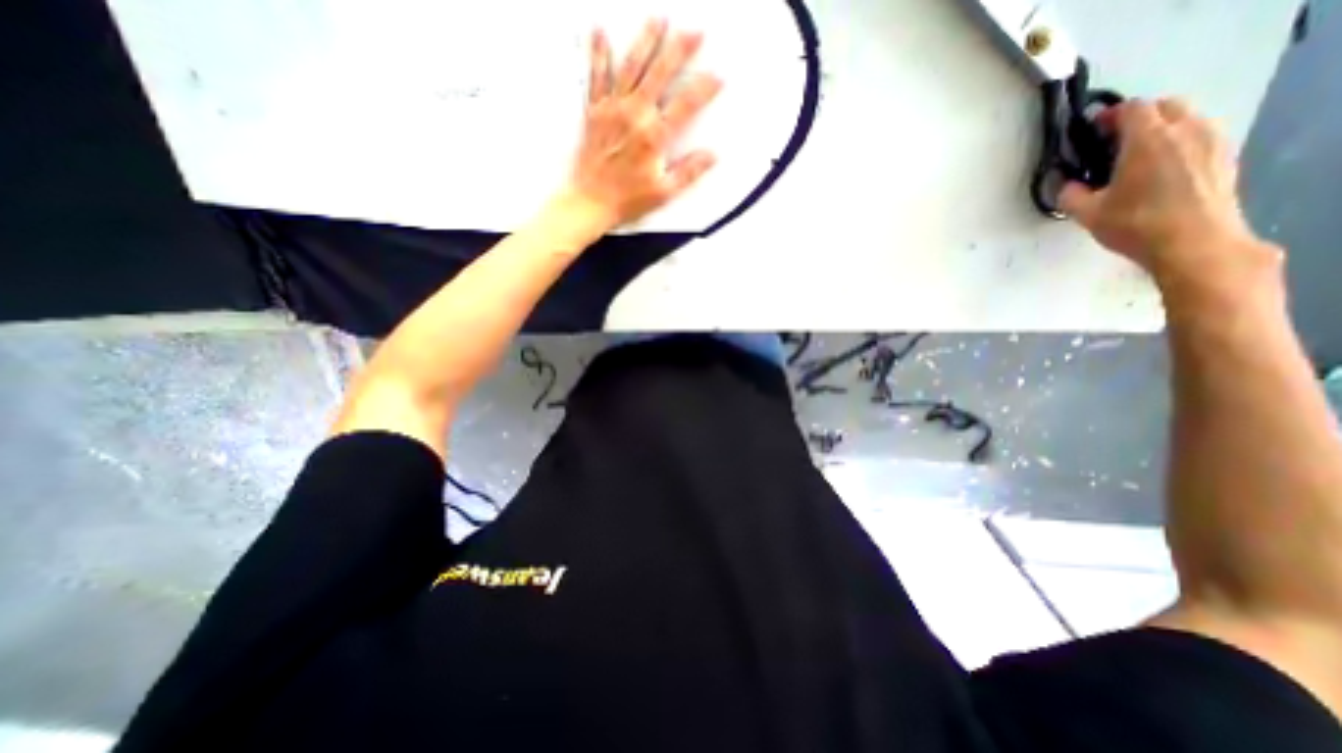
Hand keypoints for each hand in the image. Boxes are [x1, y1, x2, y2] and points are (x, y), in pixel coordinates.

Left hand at [562, 21, 722, 231]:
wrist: (590, 202)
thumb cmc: (627, 200)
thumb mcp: (663, 192)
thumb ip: (689, 172)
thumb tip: (711, 156)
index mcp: (653, 137)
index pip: (685, 105)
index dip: (704, 89)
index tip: (718, 76)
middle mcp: (634, 116)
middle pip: (659, 74)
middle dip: (679, 50)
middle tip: (694, 31)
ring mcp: (612, 110)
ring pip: (631, 67)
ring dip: (645, 41)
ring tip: (658, 19)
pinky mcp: (594, 112)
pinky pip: (596, 77)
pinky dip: (598, 53)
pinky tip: (600, 32)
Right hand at [1061, 101, 1269, 286]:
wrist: (1194, 243)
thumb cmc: (1135, 225)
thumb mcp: (1088, 215)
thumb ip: (1070, 195)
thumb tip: (1066, 184)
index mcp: (1148, 140)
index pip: (1132, 108)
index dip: (1109, 115)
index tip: (1092, 131)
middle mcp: (1185, 130)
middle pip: (1165, 105)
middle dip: (1138, 117)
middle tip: (1113, 143)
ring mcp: (1211, 140)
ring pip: (1186, 118)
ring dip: (1161, 128)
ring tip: (1137, 156)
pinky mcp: (1225, 155)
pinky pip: (1200, 134)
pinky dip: (1179, 141)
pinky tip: (1162, 168)